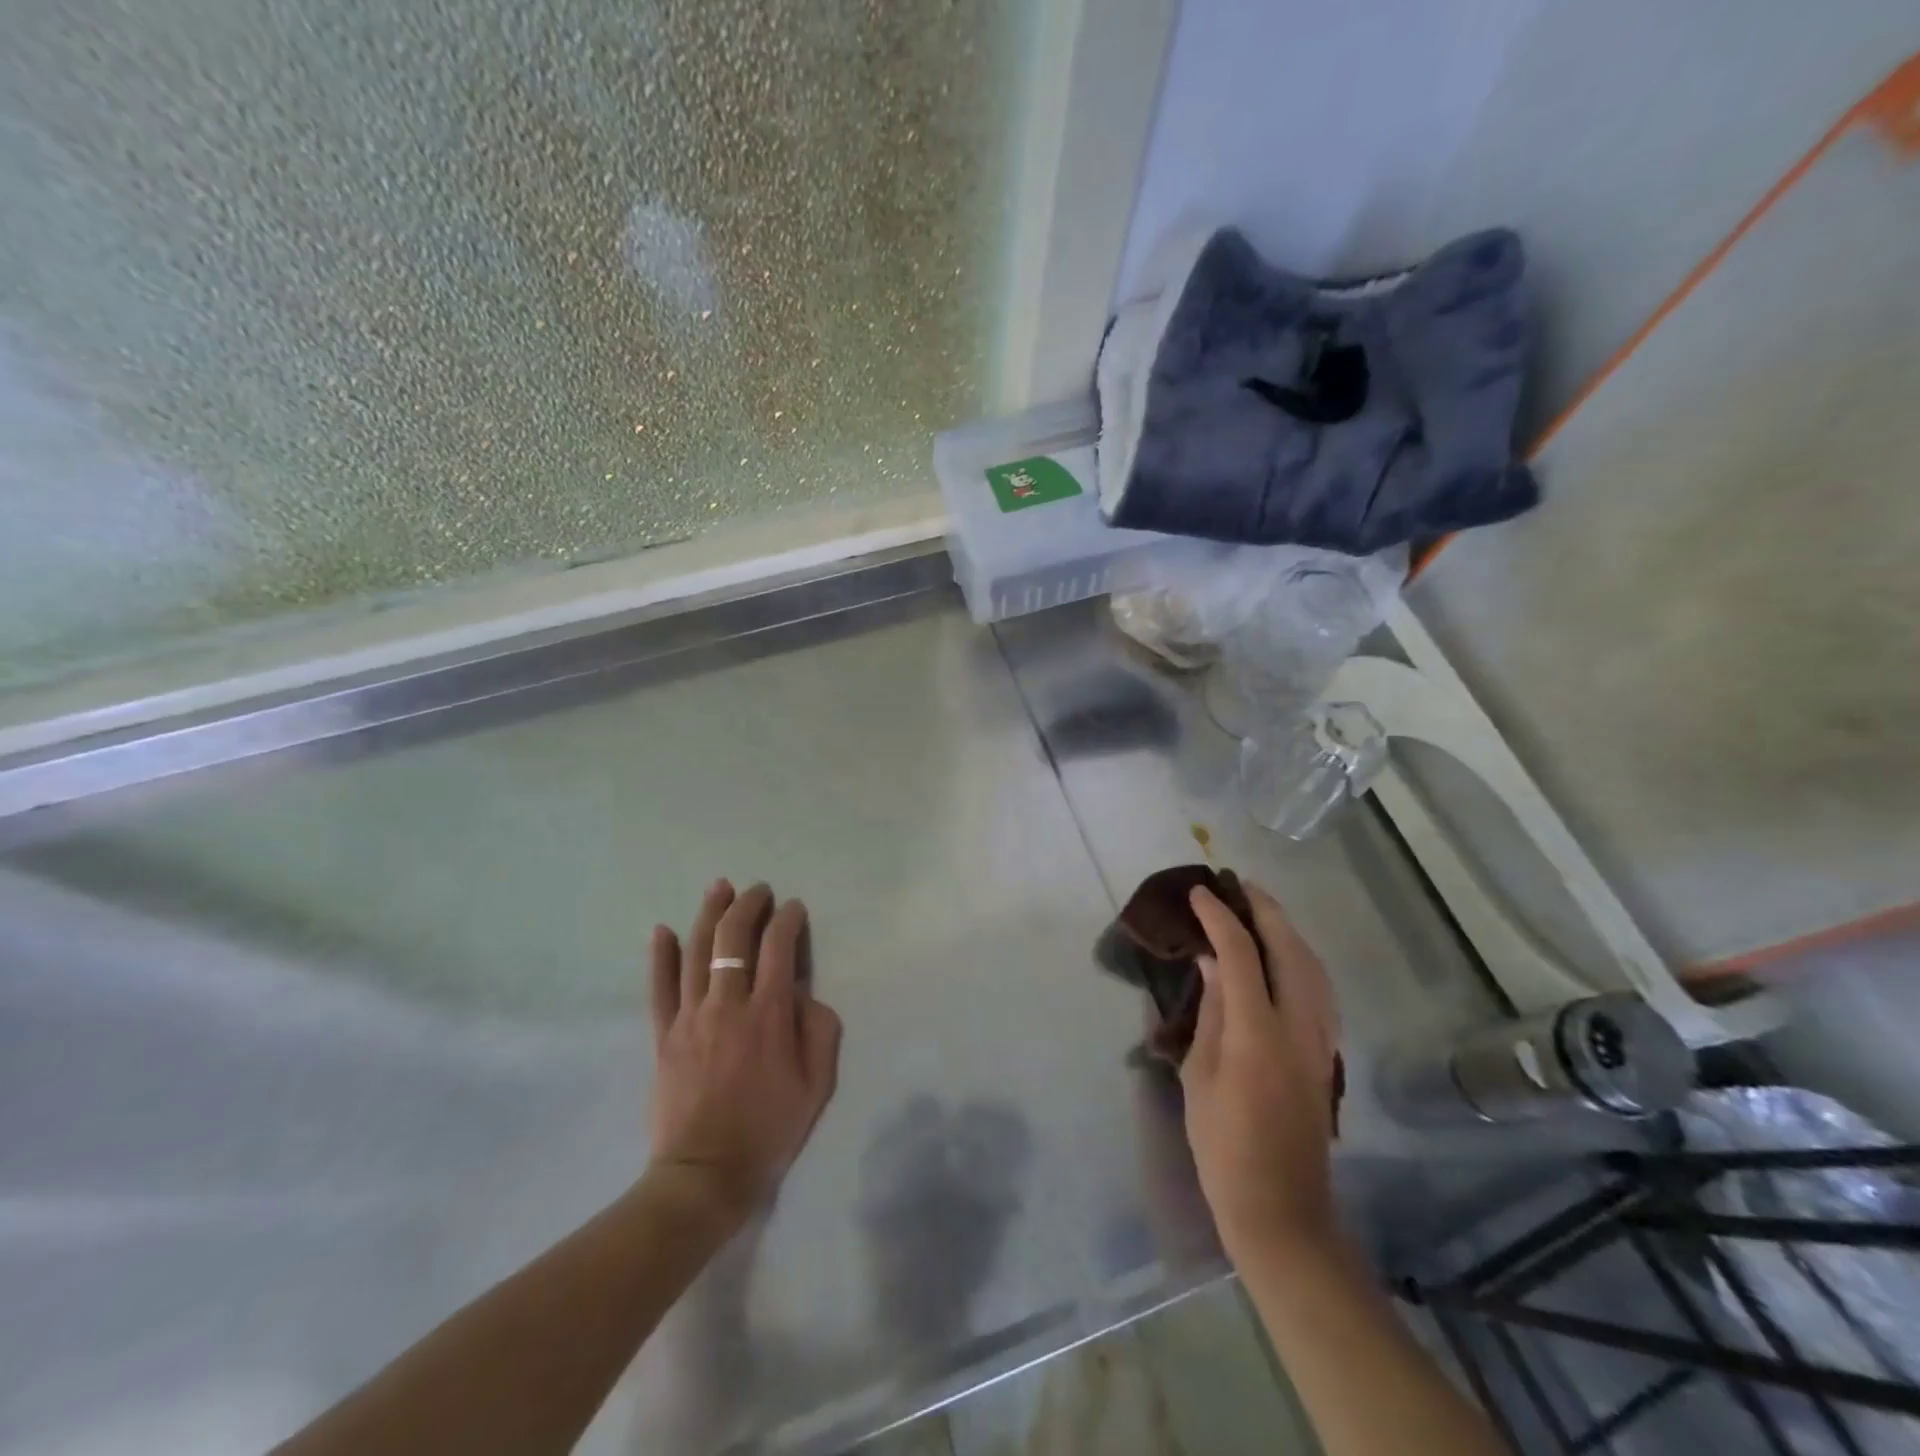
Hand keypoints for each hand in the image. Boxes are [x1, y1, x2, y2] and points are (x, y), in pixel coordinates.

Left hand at [647, 880, 842, 1230]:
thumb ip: (820, 1030)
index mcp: (769, 1014)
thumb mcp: (817, 1084)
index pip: (779, 947)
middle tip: (759, 890)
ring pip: (697, 951)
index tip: (794, 908)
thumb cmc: (769, 1129)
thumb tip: (805, 993)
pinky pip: (660, 987)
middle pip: (734, 938)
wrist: (705, 1174)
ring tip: (719, 887)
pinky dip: (661, 956)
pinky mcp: (664, 1035)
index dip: (788, 919)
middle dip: (749, 905)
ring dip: (709, 913)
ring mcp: (690, 1017)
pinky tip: (663, 930)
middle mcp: (728, 1004)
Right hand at [1181, 882, 1340, 1269]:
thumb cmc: (1223, 1145)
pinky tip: (1283, 954)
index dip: (1220, 917)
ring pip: (1313, 965)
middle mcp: (1298, 1028)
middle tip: (1235, 885)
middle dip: (1264, 909)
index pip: (1242, 954)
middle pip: (1290, 949)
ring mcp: (1320, 1041)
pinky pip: (1320, 988)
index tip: (1199, 893)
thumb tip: (1213, 963)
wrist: (1280, 1207)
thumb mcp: (1199, 1075)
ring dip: (1286, 929)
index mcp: (1257, 1033)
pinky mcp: (1327, 1054)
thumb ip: (1210, 1012)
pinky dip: (1301, 957)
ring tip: (1258, 908)